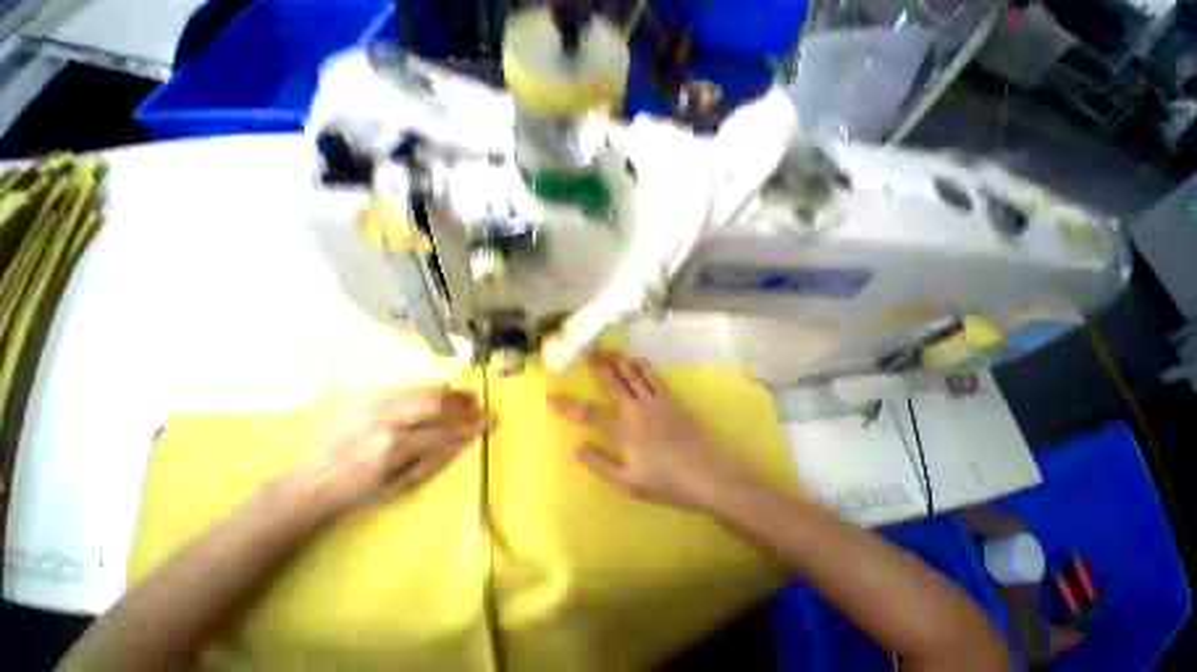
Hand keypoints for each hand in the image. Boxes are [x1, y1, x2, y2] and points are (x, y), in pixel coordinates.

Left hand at [291, 386, 495, 517]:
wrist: (312, 481)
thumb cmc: (358, 493)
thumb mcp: (400, 486)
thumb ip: (435, 459)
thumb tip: (465, 440)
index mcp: (394, 446)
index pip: (445, 431)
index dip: (473, 426)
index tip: (492, 422)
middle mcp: (388, 419)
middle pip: (439, 404)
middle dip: (465, 407)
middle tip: (482, 410)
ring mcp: (378, 405)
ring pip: (427, 391)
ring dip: (453, 395)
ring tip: (470, 400)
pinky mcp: (372, 400)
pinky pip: (411, 389)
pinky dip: (434, 390)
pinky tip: (446, 393)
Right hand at [547, 351, 746, 509]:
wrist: (707, 476)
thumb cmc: (666, 483)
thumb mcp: (628, 482)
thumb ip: (601, 464)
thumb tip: (577, 448)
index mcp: (623, 431)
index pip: (588, 414)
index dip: (568, 405)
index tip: (551, 396)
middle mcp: (635, 410)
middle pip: (612, 382)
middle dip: (597, 366)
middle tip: (586, 352)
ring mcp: (655, 402)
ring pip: (632, 374)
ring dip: (618, 360)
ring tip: (606, 348)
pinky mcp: (670, 400)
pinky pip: (654, 377)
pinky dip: (643, 366)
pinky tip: (636, 358)